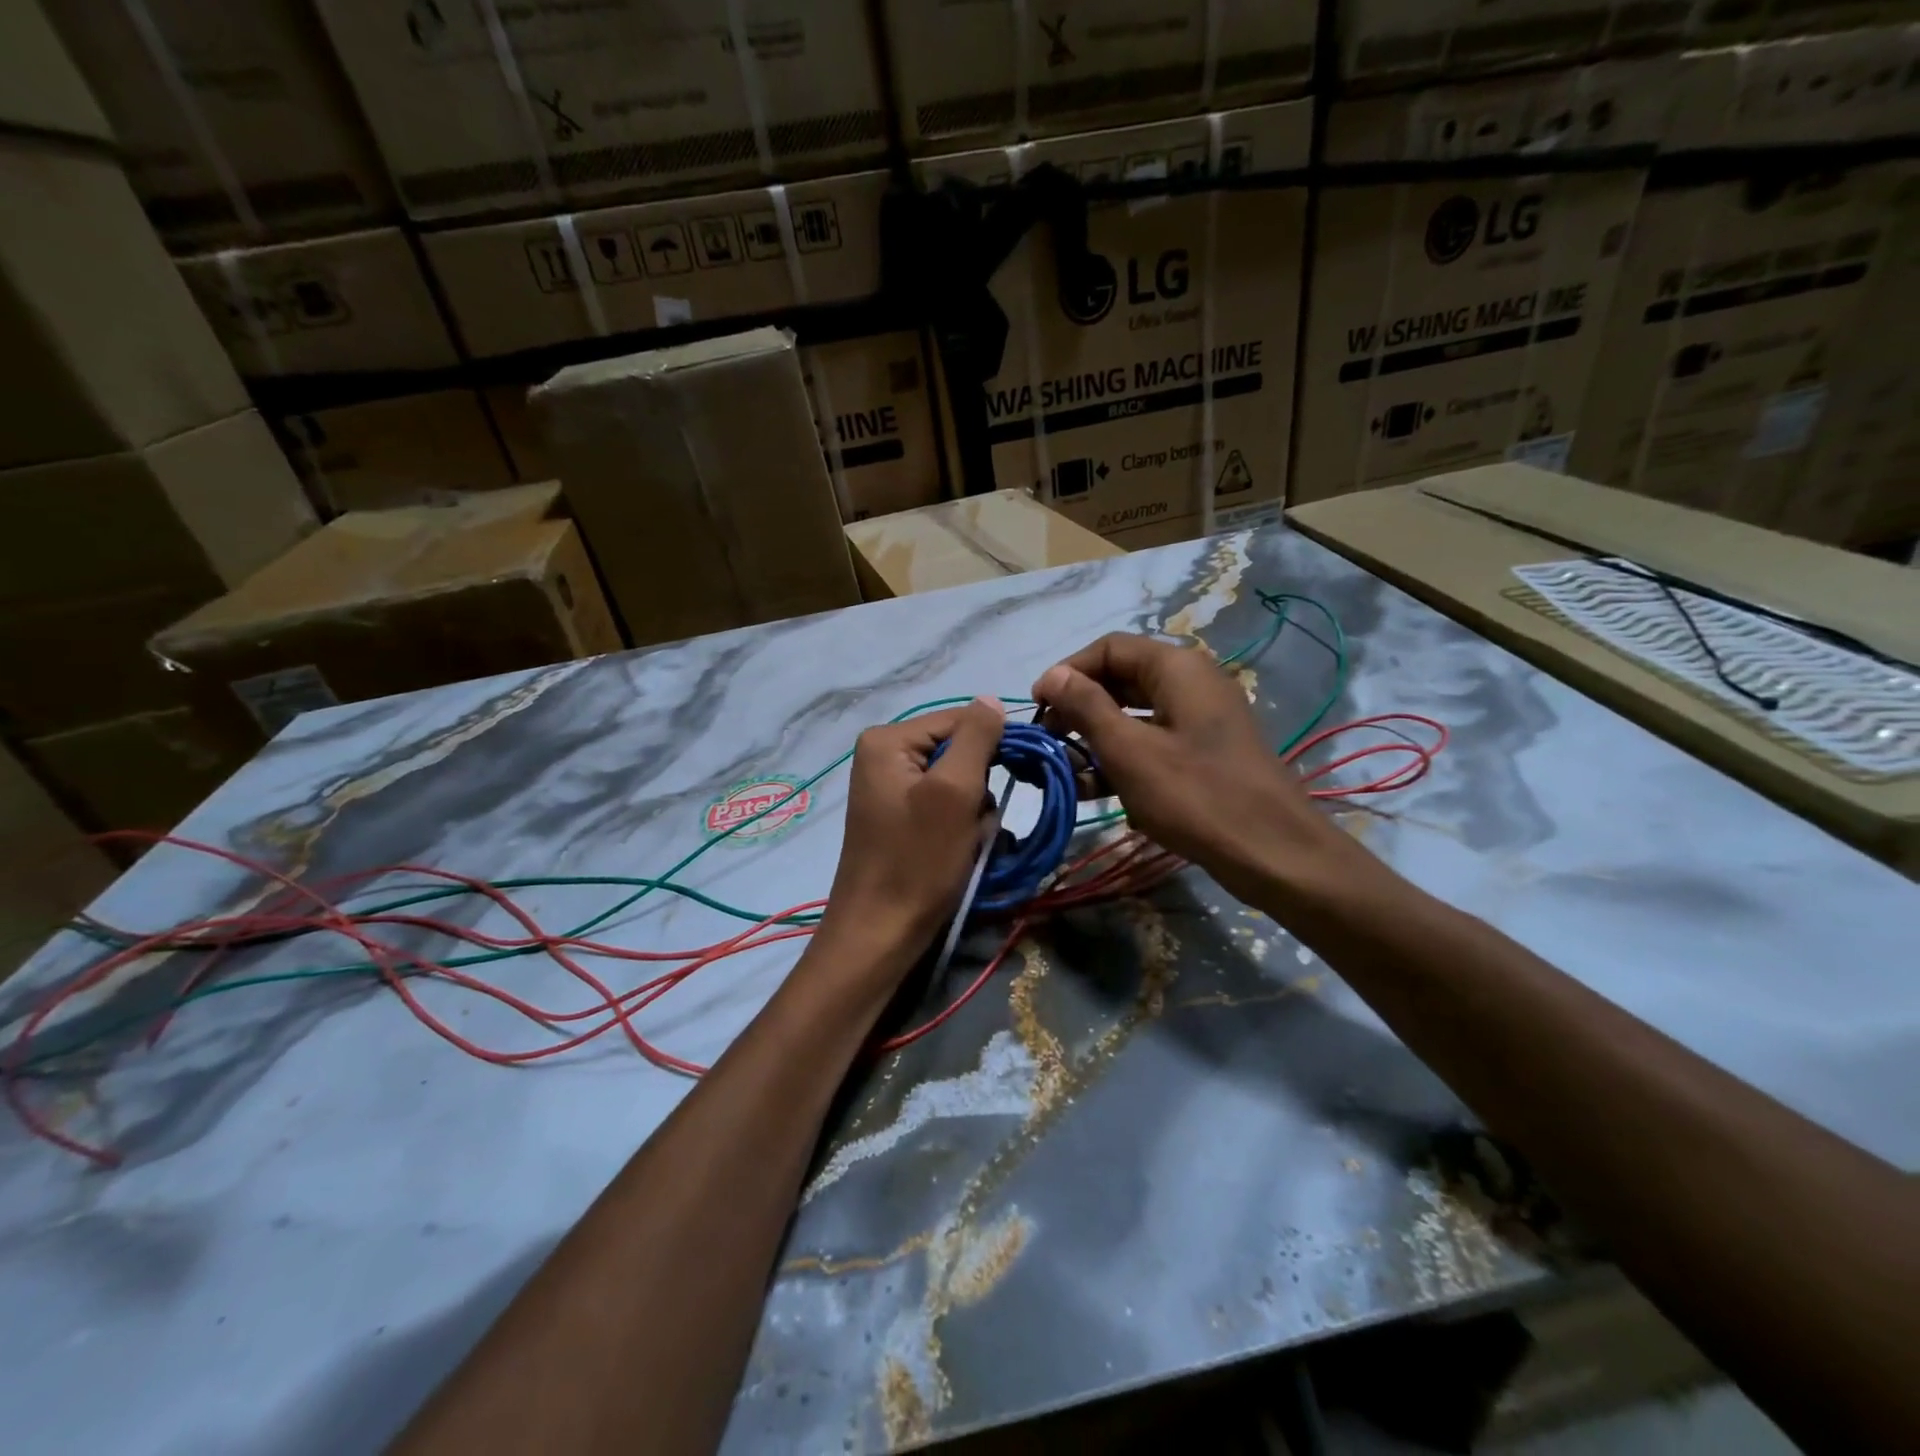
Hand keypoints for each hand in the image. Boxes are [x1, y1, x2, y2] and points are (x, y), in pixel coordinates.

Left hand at [816, 697, 1004, 978]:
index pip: (961, 719)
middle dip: (978, 788)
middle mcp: (884, 755)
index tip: (1015, 780)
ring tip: (967, 843)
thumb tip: (991, 699)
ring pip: (958, 782)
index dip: (993, 746)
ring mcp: (891, 788)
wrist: (881, 933)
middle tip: (974, 823)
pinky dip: (961, 828)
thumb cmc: (917, 861)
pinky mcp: (901, 817)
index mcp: (888, 740)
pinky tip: (958, 852)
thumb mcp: (954, 792)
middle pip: (959, 751)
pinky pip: (945, 807)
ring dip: (974, 813)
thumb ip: (976, 738)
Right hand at [1032, 634, 1342, 900]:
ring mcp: (1200, 719)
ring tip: (1063, 771)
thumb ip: (1086, 707)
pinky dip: (1122, 760)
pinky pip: (1153, 743)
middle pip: (1121, 680)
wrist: (1274, 853)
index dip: (1067, 672)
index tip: (1037, 708)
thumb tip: (1051, 675)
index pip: (1109, 648)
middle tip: (1047, 742)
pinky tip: (1092, 791)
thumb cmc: (1196, 796)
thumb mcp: (1130, 751)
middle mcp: (1191, 683)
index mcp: (1177, 668)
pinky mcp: (1203, 753)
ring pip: (1134, 716)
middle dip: (1078, 709)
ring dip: (1095, 739)